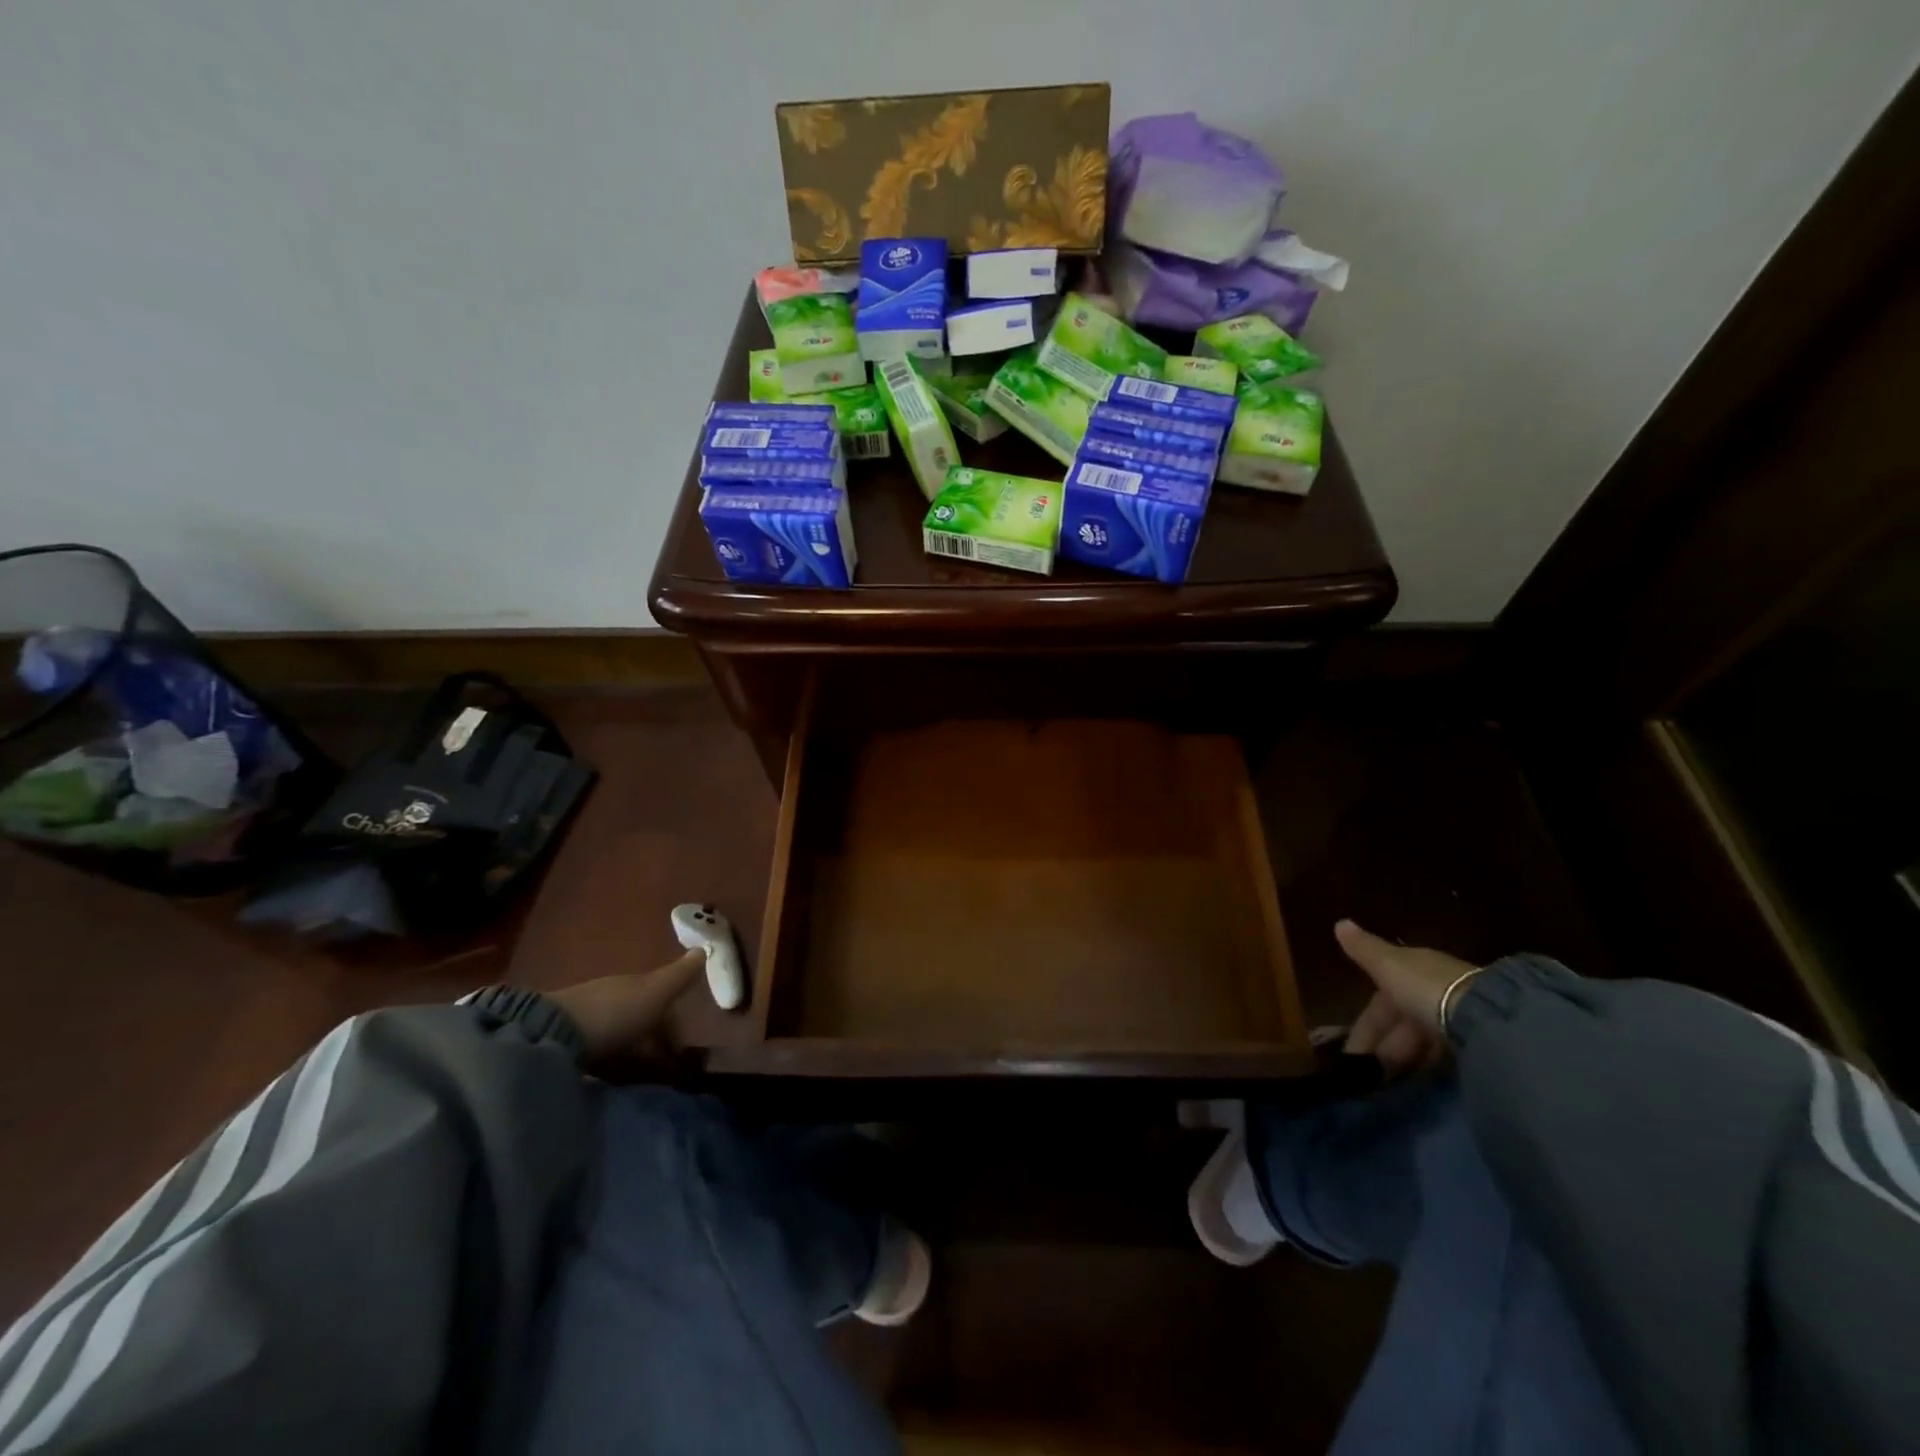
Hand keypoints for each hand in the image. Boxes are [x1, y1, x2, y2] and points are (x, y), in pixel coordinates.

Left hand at [547, 949, 706, 1063]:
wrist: (551, 1036)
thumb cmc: (614, 1011)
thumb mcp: (654, 992)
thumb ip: (679, 975)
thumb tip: (705, 947)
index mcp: (632, 985)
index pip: (659, 997)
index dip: (674, 1019)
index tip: (685, 1045)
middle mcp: (609, 999)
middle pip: (638, 1018)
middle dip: (653, 1037)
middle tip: (668, 1066)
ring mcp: (585, 1024)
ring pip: (618, 1037)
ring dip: (632, 1052)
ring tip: (645, 1077)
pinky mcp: (565, 1050)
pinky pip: (599, 1056)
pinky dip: (612, 1064)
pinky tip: (616, 1078)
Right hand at [1335, 920, 1479, 1074]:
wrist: (1486, 1016)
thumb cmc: (1426, 987)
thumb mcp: (1388, 965)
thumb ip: (1364, 949)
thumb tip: (1339, 922)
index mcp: (1413, 970)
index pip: (1381, 1000)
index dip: (1365, 1026)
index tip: (1351, 1054)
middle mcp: (1435, 990)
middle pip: (1402, 1021)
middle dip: (1384, 1045)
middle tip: (1369, 1074)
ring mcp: (1459, 1018)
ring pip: (1422, 1039)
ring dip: (1405, 1057)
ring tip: (1390, 1082)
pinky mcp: (1478, 1043)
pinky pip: (1442, 1054)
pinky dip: (1427, 1065)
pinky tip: (1419, 1080)